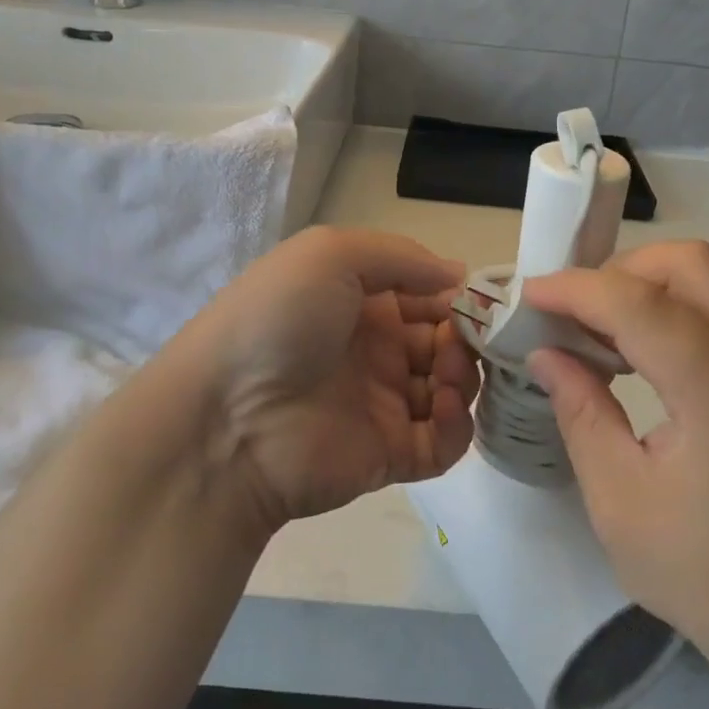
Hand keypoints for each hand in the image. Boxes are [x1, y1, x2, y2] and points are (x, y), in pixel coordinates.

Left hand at [176, 227, 477, 528]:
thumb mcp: (331, 254)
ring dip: (466, 375)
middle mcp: (375, 349)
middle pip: (445, 341)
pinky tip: (445, 404)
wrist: (225, 417)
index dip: (457, 296)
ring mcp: (382, 403)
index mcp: (361, 301)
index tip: (483, 300)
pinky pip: (442, 440)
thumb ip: (402, 257)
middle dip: (468, 336)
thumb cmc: (279, 320)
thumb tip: (459, 275)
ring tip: (451, 372)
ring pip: (451, 388)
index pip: (427, 295)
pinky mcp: (390, 454)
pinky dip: (458, 423)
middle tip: (470, 339)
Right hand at [524, 241, 708, 679]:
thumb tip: (546, 354)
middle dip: (618, 271)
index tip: (528, 296)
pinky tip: (637, 353)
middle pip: (687, 263)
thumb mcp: (621, 504)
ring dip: (644, 286)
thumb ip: (581, 413)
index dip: (577, 289)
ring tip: (597, 331)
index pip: (640, 304)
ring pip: (706, 278)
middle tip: (572, 313)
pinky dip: (669, 308)